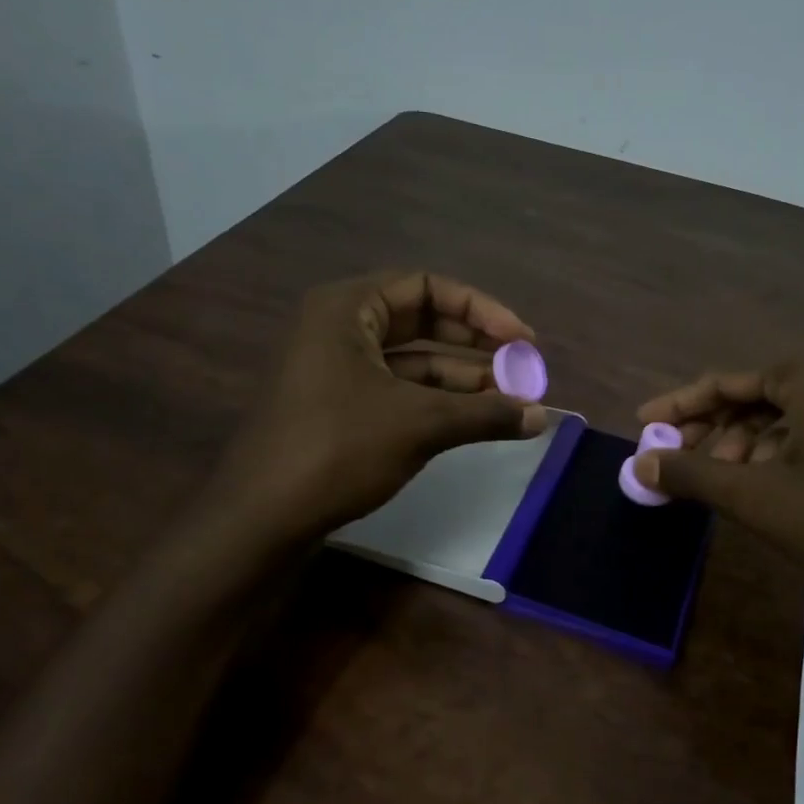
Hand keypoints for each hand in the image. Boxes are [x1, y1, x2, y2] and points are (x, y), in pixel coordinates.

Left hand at [215, 271, 547, 539]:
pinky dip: (437, 403)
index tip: (522, 340)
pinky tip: (475, 421)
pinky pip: (398, 392)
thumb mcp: (419, 424)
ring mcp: (337, 371)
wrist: (262, 516)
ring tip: (510, 402)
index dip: (480, 310)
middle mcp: (339, 329)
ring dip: (462, 380)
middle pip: (421, 322)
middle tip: (522, 368)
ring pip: (413, 363)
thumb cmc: (337, 449)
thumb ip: (485, 414)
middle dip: (475, 345)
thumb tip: (542, 417)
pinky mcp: (340, 409)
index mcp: (347, 308)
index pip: (426, 287)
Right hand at [633, 359, 803, 602]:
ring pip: (790, 419)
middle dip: (715, 434)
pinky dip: (787, 456)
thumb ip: (694, 476)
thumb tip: (639, 464)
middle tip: (684, 468)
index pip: (725, 382)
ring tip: (729, 488)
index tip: (644, 426)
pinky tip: (777, 491)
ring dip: (750, 449)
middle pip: (757, 398)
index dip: (679, 407)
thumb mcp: (760, 499)